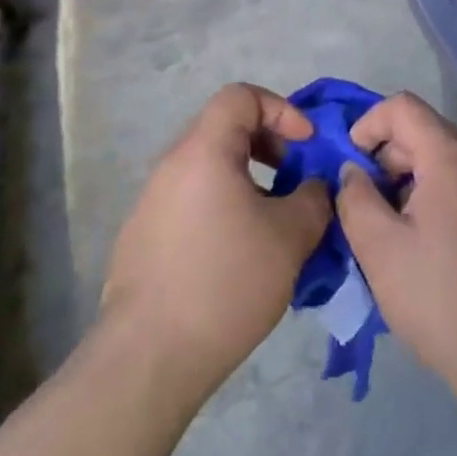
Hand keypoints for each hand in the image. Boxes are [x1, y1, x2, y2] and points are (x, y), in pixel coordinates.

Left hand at [101, 83, 330, 401]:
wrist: (148, 359)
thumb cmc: (225, 282)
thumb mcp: (290, 237)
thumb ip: (313, 198)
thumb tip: (314, 187)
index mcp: (203, 150)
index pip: (241, 96)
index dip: (281, 110)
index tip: (306, 146)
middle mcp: (171, 165)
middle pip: (224, 129)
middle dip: (268, 147)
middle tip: (294, 182)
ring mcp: (151, 203)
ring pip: (209, 169)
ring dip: (247, 182)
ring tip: (273, 224)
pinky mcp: (142, 238)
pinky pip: (191, 202)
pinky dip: (222, 208)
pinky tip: (238, 257)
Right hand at [336, 93, 456, 398]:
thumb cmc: (440, 299)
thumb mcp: (380, 250)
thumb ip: (355, 199)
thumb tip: (353, 172)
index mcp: (451, 157)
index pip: (403, 106)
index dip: (368, 123)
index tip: (349, 164)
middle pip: (424, 132)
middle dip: (385, 157)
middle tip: (364, 204)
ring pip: (443, 162)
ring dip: (408, 181)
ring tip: (389, 229)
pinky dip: (434, 198)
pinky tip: (423, 246)